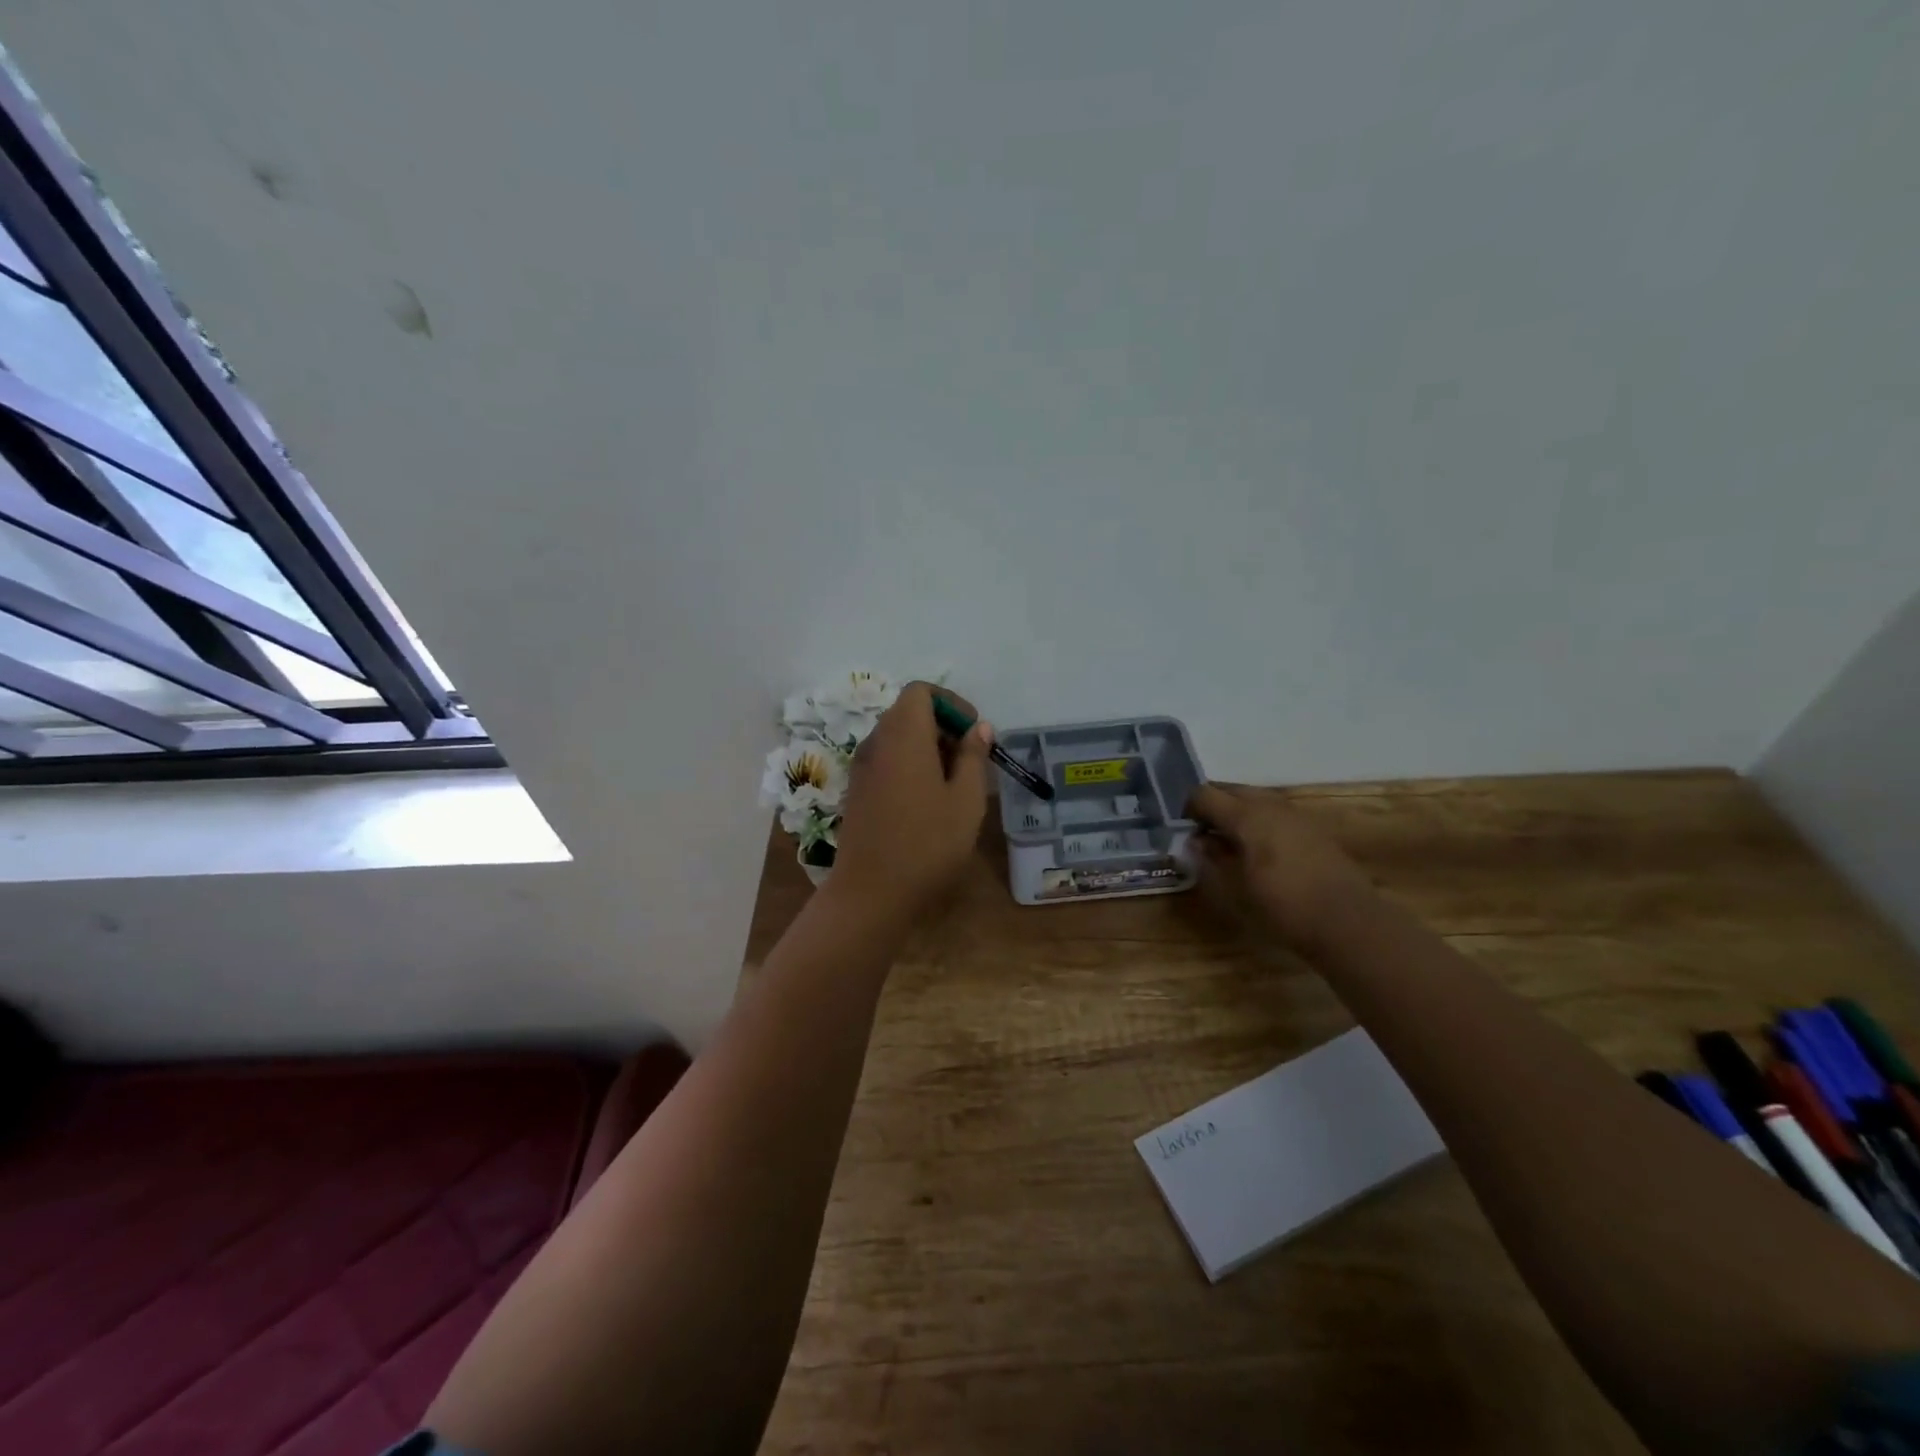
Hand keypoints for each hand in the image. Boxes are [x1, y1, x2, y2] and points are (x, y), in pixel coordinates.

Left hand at [829, 683, 992, 919]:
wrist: (870, 893)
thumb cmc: (927, 843)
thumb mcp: (966, 800)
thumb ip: (974, 757)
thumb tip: (978, 728)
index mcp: (904, 735)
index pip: (921, 691)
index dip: (951, 703)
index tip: (974, 732)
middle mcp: (877, 742)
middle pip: (908, 712)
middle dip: (943, 726)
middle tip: (971, 761)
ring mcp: (862, 767)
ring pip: (897, 738)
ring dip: (927, 748)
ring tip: (955, 784)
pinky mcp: (857, 791)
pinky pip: (886, 761)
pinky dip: (910, 765)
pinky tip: (929, 801)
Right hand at [1186, 783, 1375, 952]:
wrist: (1347, 922)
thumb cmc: (1281, 906)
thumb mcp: (1234, 888)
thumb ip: (1211, 858)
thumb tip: (1198, 841)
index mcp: (1245, 814)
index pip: (1204, 794)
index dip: (1187, 808)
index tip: (1183, 832)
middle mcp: (1270, 804)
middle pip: (1231, 791)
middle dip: (1213, 807)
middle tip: (1204, 835)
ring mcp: (1295, 814)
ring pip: (1255, 800)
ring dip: (1237, 814)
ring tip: (1230, 844)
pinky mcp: (1313, 829)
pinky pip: (1275, 814)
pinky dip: (1260, 823)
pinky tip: (1261, 852)